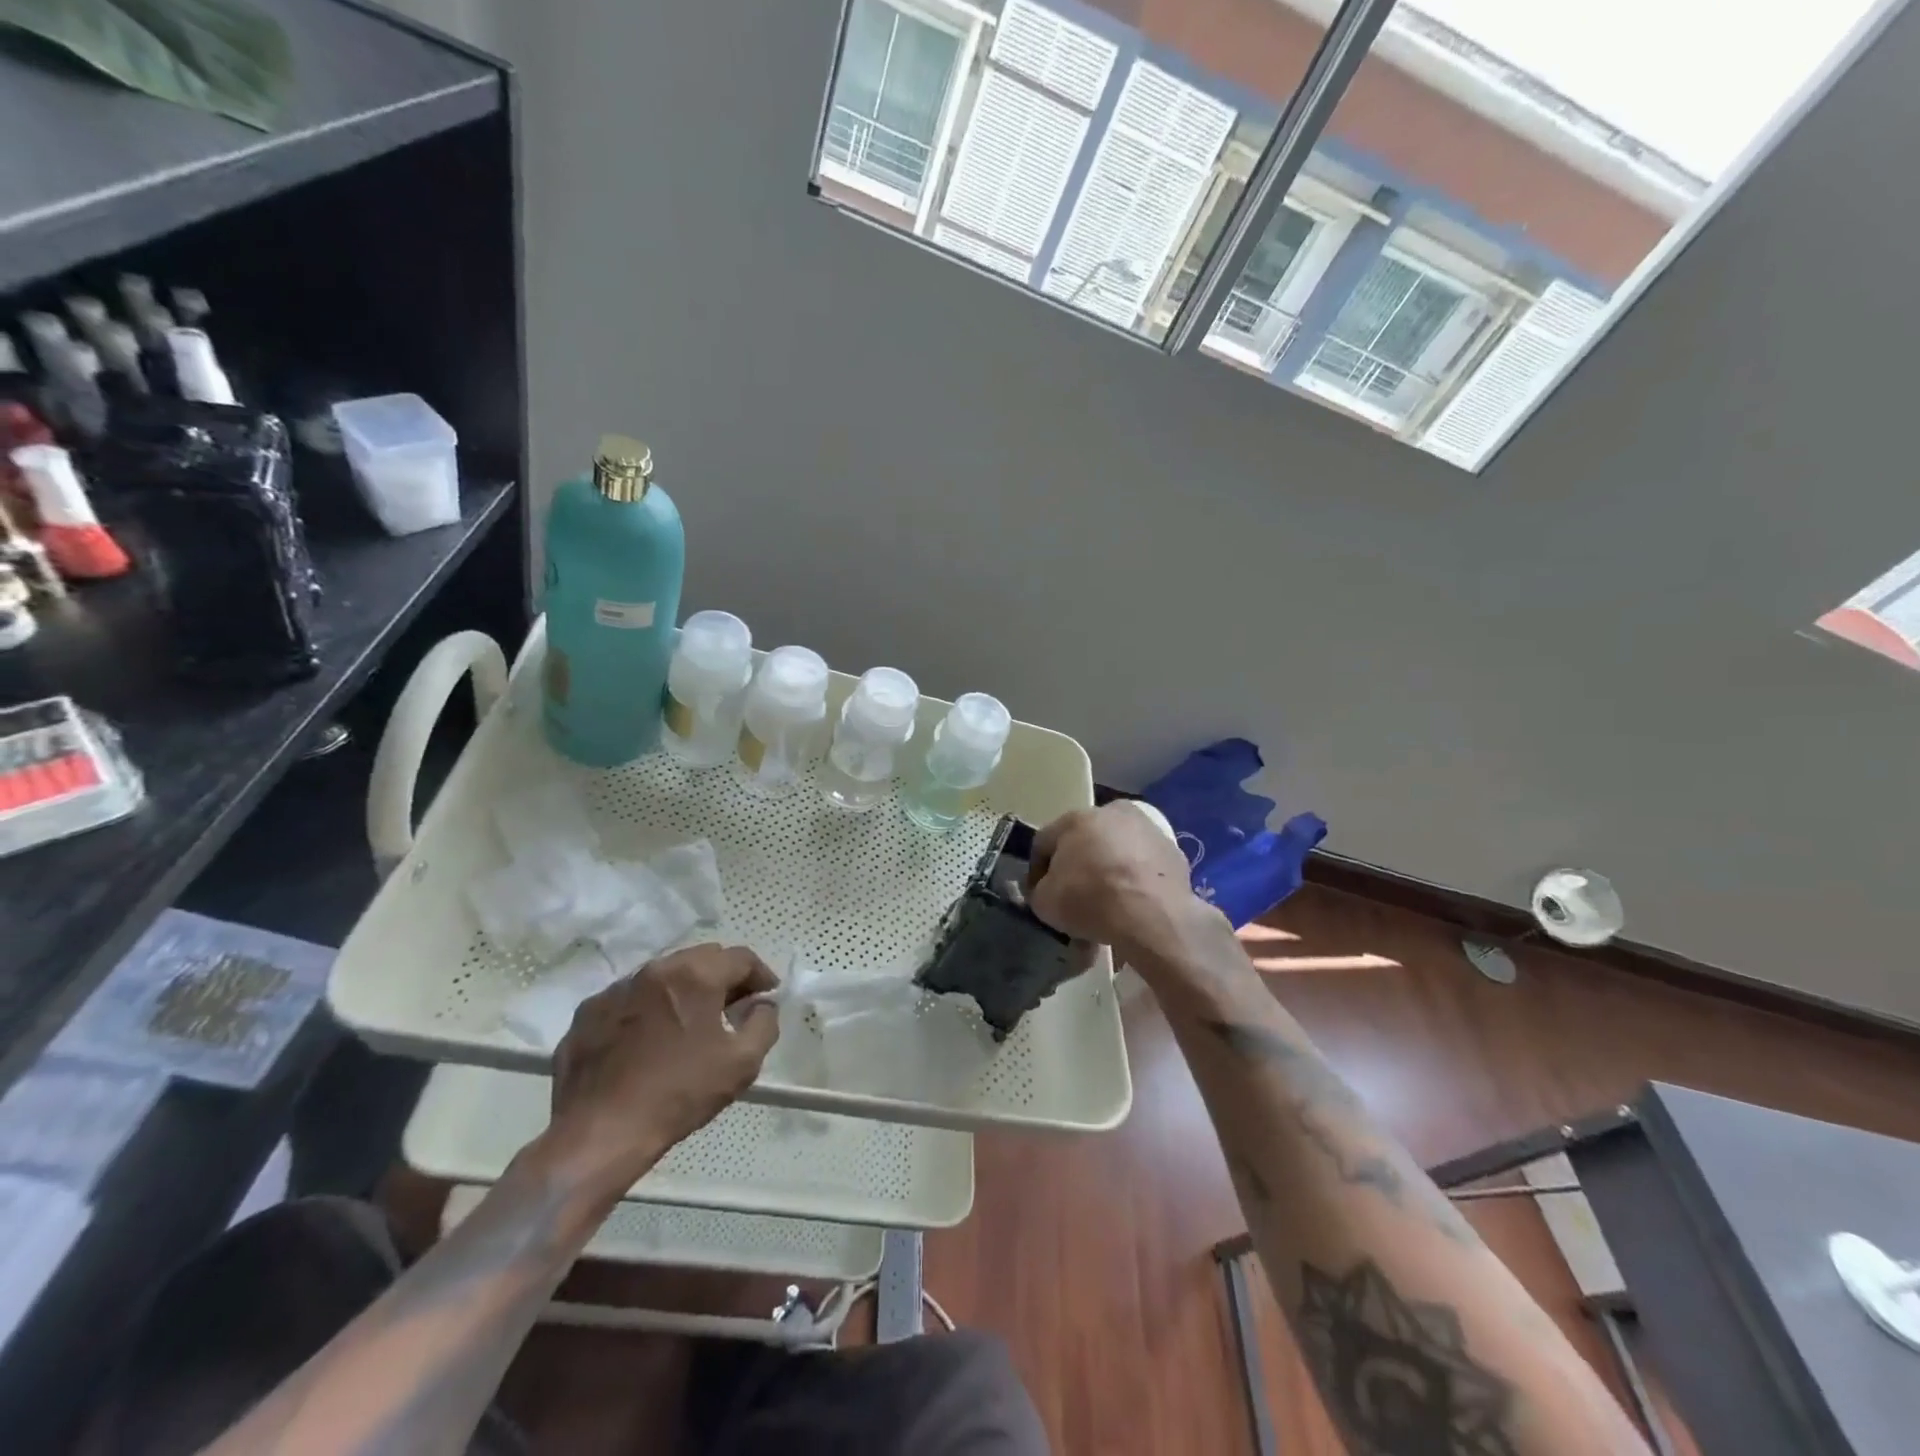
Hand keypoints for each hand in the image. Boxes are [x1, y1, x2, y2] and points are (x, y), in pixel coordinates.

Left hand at [541, 944, 778, 1199]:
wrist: (600, 1134)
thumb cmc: (679, 1094)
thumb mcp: (742, 1063)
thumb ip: (764, 1023)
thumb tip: (762, 1005)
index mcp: (695, 975)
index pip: (741, 958)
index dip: (760, 975)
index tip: (766, 997)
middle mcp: (655, 969)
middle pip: (701, 958)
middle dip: (722, 977)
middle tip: (732, 1007)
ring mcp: (617, 989)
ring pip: (663, 976)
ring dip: (683, 990)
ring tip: (688, 1023)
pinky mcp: (588, 1012)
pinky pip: (630, 999)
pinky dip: (648, 1009)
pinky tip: (648, 1040)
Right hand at [1027, 803, 1211, 957]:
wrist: (1152, 916)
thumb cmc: (1091, 900)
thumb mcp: (1045, 902)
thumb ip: (1040, 889)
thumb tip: (1046, 888)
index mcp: (1075, 819)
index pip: (1045, 841)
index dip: (1038, 869)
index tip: (1040, 893)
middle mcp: (1111, 813)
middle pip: (1085, 840)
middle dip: (1078, 863)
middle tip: (1076, 894)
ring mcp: (1147, 829)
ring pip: (1117, 848)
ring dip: (1110, 867)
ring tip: (1109, 900)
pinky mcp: (1173, 850)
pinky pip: (1144, 864)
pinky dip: (1137, 878)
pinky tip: (1134, 902)